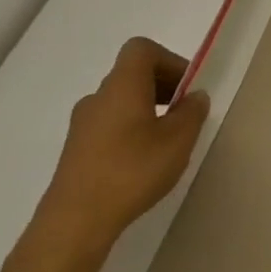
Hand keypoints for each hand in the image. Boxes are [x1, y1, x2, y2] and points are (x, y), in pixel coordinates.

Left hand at [31, 37, 210, 256]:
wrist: (75, 221)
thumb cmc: (133, 171)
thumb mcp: (179, 140)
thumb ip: (192, 112)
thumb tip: (195, 96)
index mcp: (122, 87)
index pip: (141, 50)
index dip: (170, 60)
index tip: (188, 87)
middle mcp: (98, 98)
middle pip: (132, 74)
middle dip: (165, 85)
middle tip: (187, 113)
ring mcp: (82, 124)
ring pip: (122, 100)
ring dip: (149, 108)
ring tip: (169, 139)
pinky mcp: (77, 149)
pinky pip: (110, 123)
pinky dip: (132, 127)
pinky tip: (145, 159)